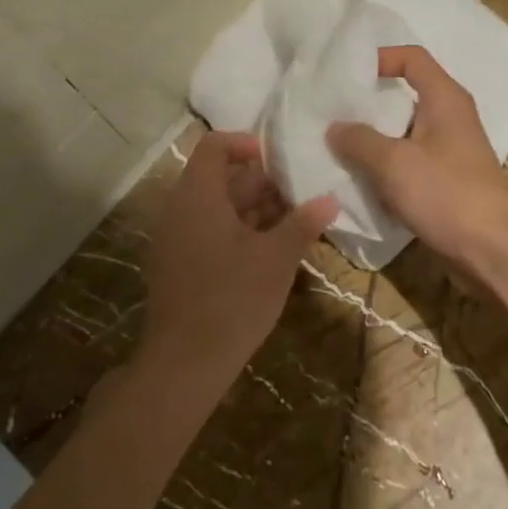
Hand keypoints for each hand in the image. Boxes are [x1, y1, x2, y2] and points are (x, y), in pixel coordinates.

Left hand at [136, 131, 336, 384]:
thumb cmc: (232, 300)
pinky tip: (273, 249)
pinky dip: (241, 232)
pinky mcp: (180, 268)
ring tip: (296, 218)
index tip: (278, 157)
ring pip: (218, 209)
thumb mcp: (276, 259)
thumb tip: (330, 198)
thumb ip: (303, 224)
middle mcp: (181, 211)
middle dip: (261, 181)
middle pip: (220, 179)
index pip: (213, 147)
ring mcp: (177, 241)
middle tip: (301, 190)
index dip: (245, 143)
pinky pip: (211, 233)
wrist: (183, 365)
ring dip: (255, 209)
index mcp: (198, 197)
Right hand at [327, 46, 507, 271]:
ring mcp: (451, 149)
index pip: (412, 58)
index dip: (380, 58)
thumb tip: (334, 128)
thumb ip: (359, 140)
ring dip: (375, 139)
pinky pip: (411, 160)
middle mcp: (450, 116)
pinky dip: (388, 166)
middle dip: (369, 103)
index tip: (347, 76)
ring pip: (404, 131)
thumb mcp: (393, 163)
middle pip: (405, 95)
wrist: (493, 251)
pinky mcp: (448, 179)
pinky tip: (362, 180)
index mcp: (445, 98)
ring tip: (338, 147)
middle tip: (333, 113)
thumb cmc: (446, 194)